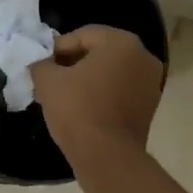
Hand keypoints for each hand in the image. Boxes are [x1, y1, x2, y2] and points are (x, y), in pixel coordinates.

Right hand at [30, 26, 164, 167]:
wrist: (107, 156)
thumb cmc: (78, 109)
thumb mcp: (48, 82)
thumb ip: (42, 65)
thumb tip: (42, 65)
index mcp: (121, 42)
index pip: (83, 35)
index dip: (58, 49)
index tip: (42, 66)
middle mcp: (142, 56)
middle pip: (99, 52)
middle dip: (73, 64)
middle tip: (50, 80)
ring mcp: (151, 82)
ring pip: (111, 72)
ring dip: (87, 80)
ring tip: (63, 97)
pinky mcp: (150, 106)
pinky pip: (121, 90)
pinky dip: (102, 94)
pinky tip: (82, 109)